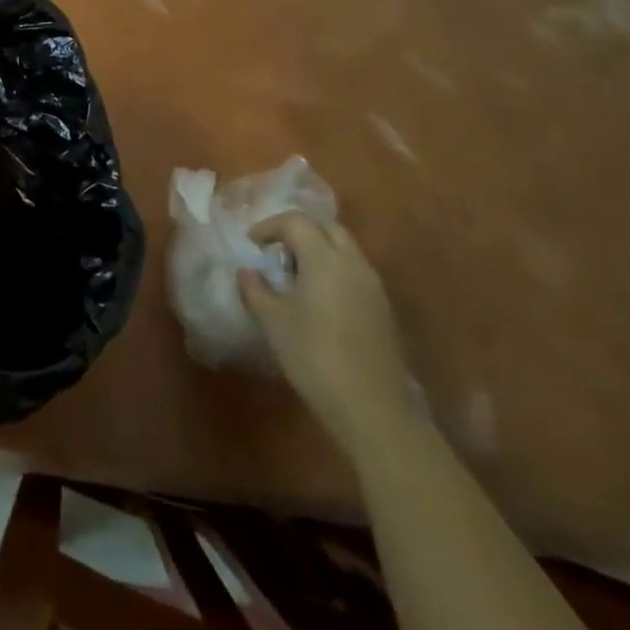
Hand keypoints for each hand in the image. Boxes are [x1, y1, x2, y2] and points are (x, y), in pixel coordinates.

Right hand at [237, 214, 414, 455]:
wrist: (372, 408)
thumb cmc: (315, 357)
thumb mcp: (273, 322)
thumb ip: (255, 289)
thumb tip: (247, 271)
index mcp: (325, 260)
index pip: (296, 222)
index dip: (269, 226)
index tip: (251, 245)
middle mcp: (353, 264)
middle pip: (326, 227)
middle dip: (298, 231)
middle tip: (276, 253)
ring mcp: (373, 286)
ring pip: (344, 249)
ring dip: (318, 251)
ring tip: (294, 277)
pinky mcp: (382, 308)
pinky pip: (354, 271)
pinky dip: (333, 271)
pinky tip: (317, 300)